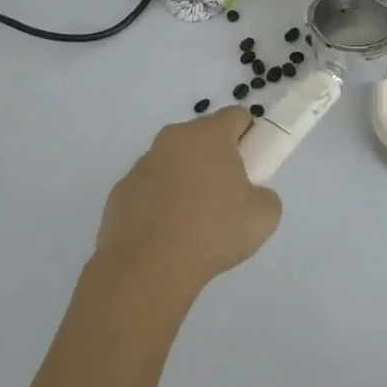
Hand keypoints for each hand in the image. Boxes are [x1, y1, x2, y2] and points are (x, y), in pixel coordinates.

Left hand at [95, 108, 281, 297]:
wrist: (147, 270)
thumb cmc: (212, 232)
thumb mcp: (264, 216)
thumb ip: (265, 195)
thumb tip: (251, 196)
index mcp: (209, 135)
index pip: (237, 115)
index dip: (250, 136)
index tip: (252, 165)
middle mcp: (173, 139)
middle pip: (203, 136)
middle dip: (217, 158)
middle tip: (226, 196)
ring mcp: (142, 164)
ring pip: (174, 161)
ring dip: (186, 179)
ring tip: (193, 223)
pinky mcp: (120, 191)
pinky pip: (150, 187)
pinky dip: (160, 202)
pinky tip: (165, 234)